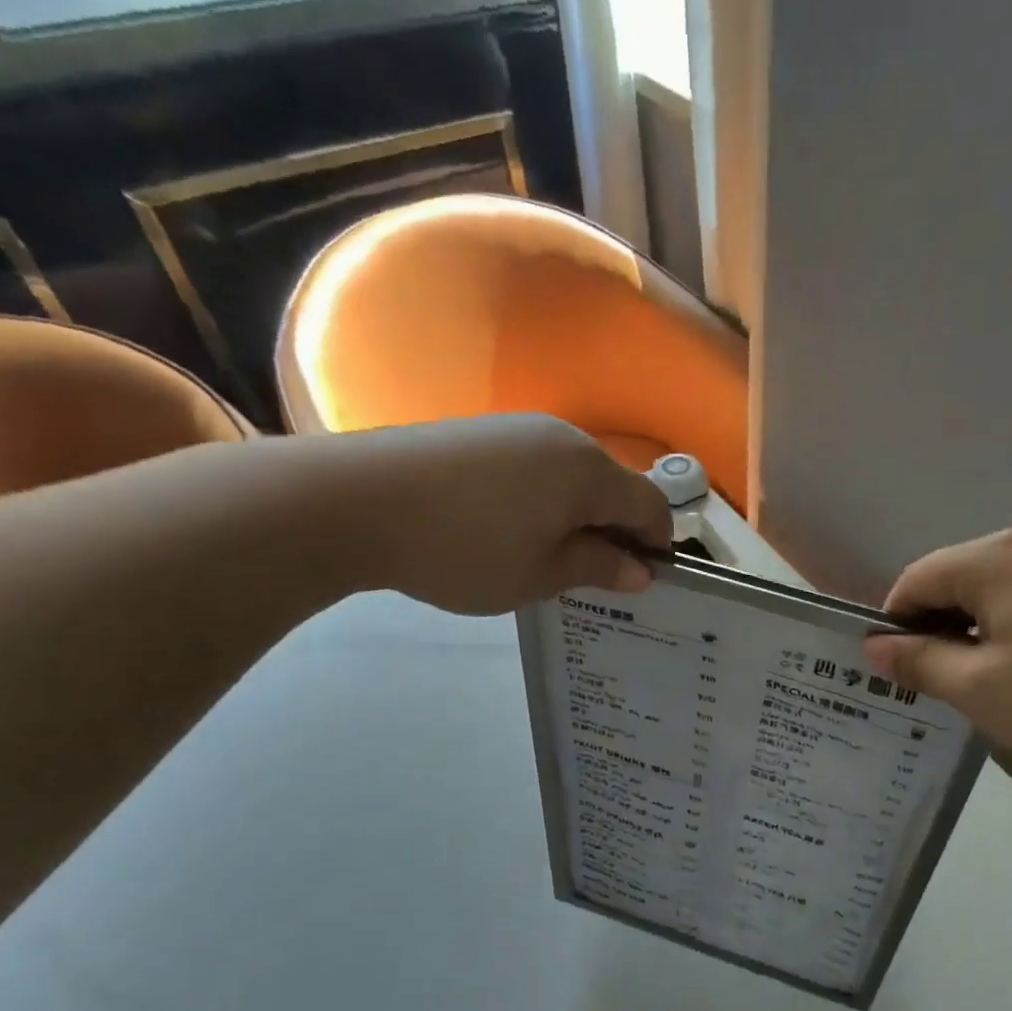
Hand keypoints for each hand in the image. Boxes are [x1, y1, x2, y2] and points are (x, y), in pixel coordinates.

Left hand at [323, 416, 672, 614]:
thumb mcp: (542, 574)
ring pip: (574, 477)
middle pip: (615, 487)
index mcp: (590, 472)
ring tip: (543, 556)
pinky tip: (507, 528)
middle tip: (588, 576)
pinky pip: (537, 468)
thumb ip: (599, 568)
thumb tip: (642, 570)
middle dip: (614, 531)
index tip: (638, 581)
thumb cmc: (466, 549)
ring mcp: (520, 429)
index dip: (656, 546)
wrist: (355, 502)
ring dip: (577, 516)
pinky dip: (543, 500)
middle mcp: (565, 439)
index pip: (653, 506)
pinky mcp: (483, 432)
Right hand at [863, 528, 1011, 774]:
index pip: (917, 579)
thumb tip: (875, 646)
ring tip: (988, 677)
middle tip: (942, 679)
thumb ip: (918, 662)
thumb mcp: (978, 688)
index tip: (899, 668)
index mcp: (994, 558)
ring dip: (976, 625)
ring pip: (997, 585)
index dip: (895, 623)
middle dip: (938, 624)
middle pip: (957, 576)